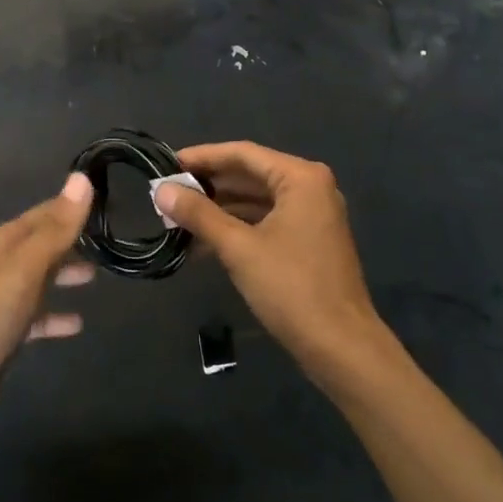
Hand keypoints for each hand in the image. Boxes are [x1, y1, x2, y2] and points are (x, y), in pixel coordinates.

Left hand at [0, 173, 94, 465]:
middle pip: (42, 245)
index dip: (73, 206)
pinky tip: (77, 325)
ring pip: (39, 279)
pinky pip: (35, 318)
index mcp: (2, 244)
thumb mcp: (22, 272)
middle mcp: (0, 267)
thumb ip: (55, 230)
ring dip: (65, 274)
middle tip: (111, 239)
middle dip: (72, 240)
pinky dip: (55, 316)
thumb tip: (82, 177)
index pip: (45, 213)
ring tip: (99, 276)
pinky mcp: (1, 338)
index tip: (108, 200)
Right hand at [152, 142, 382, 376]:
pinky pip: (266, 221)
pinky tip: (203, 243)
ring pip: (256, 200)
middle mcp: (310, 187)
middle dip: (208, 186)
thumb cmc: (291, 288)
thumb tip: (161, 191)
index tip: (166, 165)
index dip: (202, 157)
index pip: (242, 154)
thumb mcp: (238, 248)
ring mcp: (313, 215)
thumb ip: (199, 214)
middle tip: (167, 193)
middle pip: (250, 175)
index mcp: (300, 178)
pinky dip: (237, 228)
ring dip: (219, 209)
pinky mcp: (309, 241)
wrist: (341, 347)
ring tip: (177, 219)